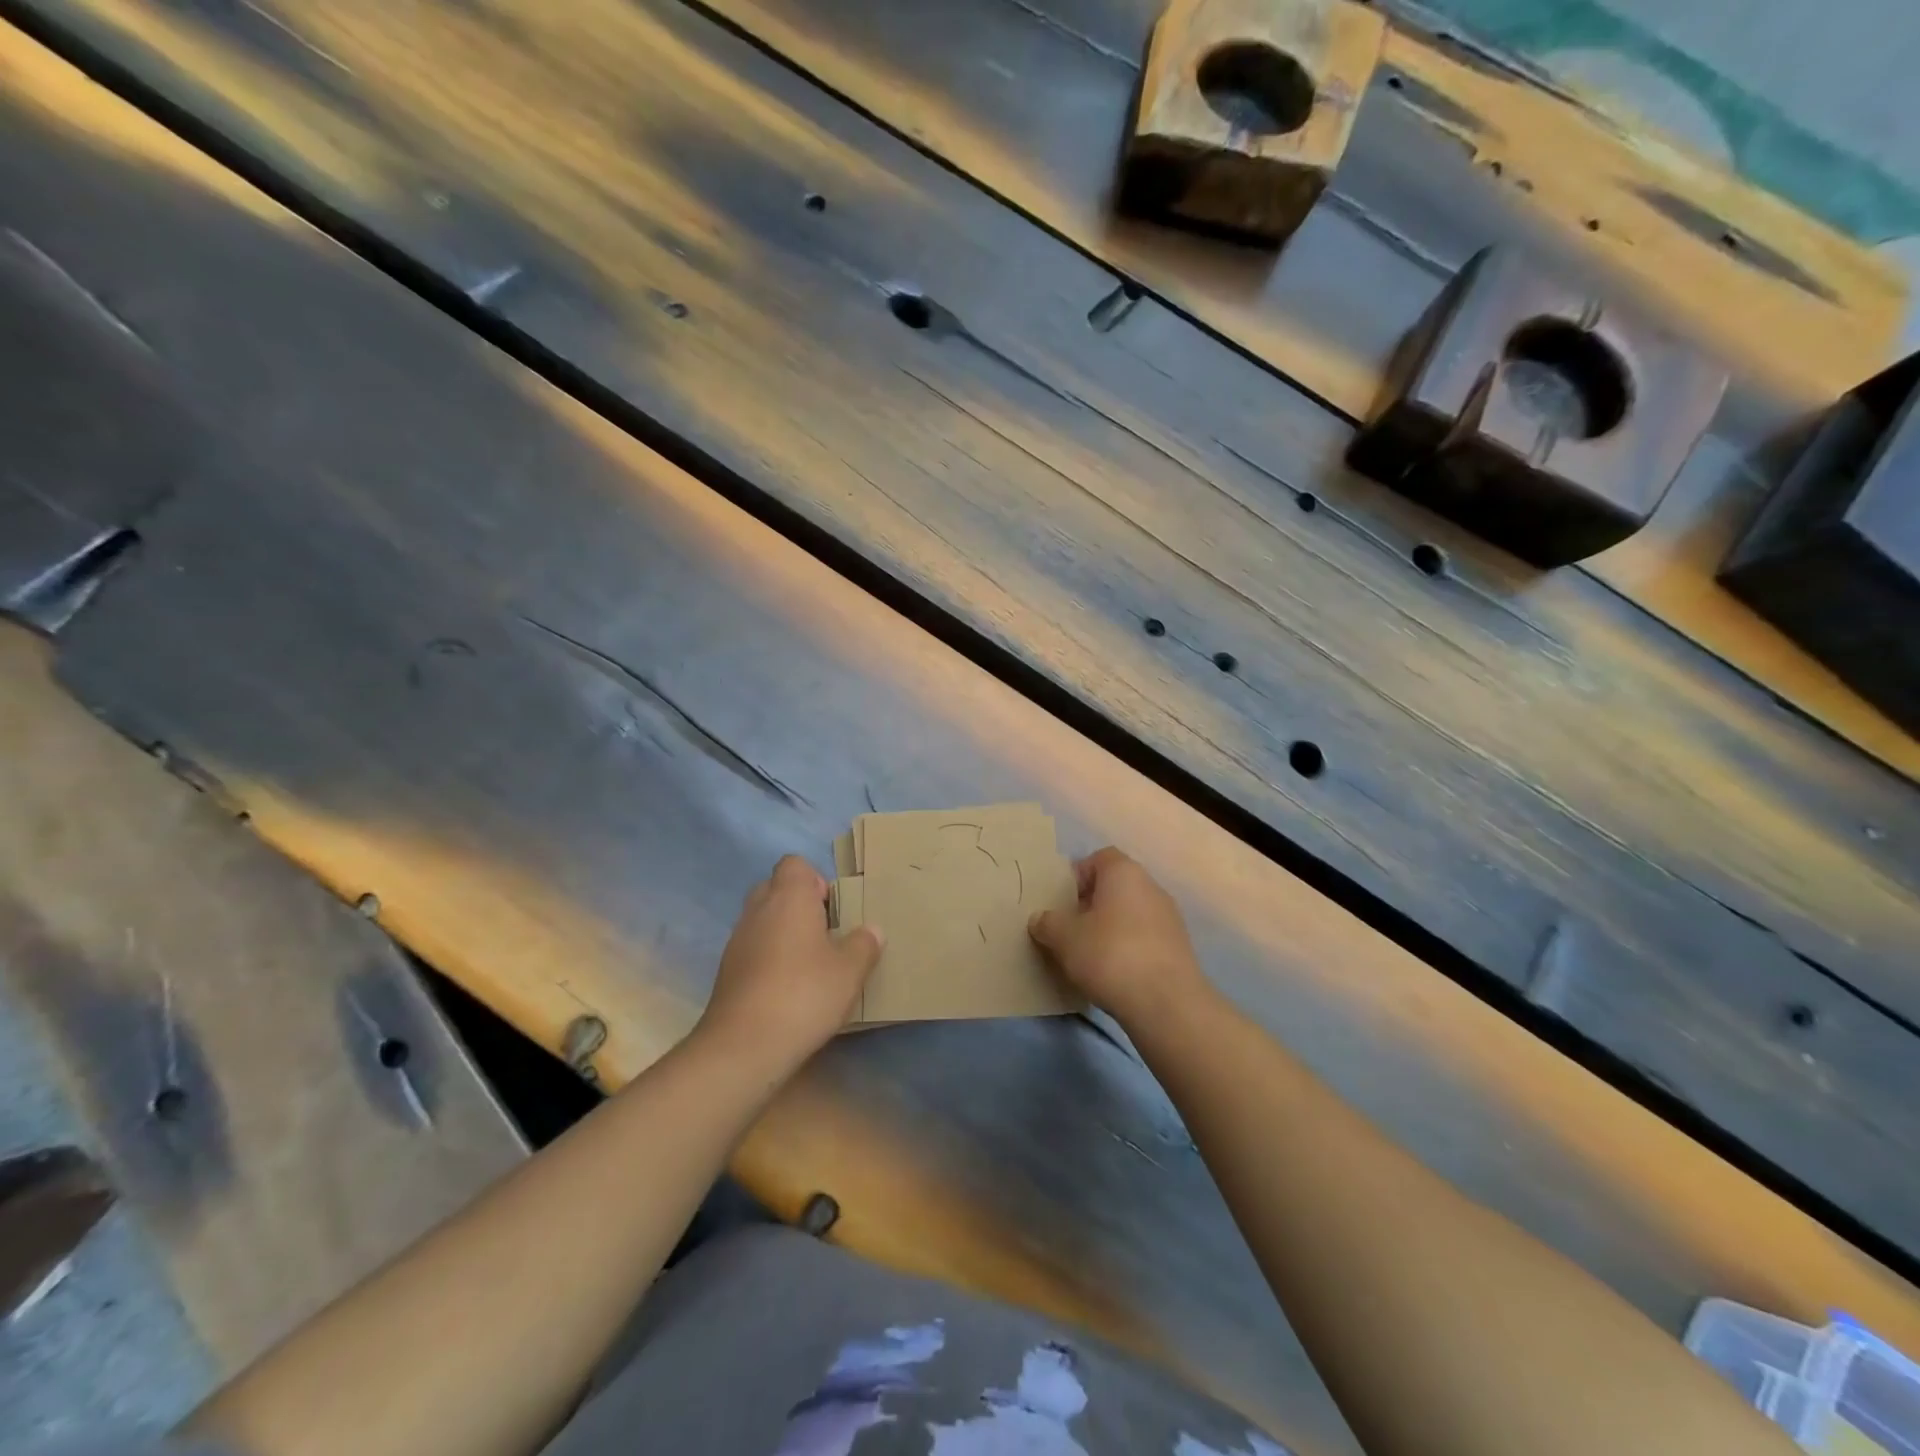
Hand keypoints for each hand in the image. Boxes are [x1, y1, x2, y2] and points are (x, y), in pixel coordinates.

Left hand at [696, 856, 883, 1074]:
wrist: (743, 1045)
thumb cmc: (804, 994)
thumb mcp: (850, 971)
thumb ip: (864, 945)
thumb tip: (872, 930)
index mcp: (789, 897)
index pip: (794, 864)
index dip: (815, 880)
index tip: (833, 909)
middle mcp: (758, 910)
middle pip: (776, 889)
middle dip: (798, 905)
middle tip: (825, 934)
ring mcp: (737, 941)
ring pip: (762, 920)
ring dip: (783, 933)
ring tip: (810, 964)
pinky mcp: (726, 971)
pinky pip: (752, 949)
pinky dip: (768, 958)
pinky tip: (788, 988)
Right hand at [1028, 847, 1208, 1027]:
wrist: (1166, 1003)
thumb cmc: (1110, 955)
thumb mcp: (1064, 938)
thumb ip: (1048, 923)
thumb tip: (1041, 919)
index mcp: (1124, 872)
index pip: (1099, 858)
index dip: (1077, 876)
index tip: (1061, 901)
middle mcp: (1151, 887)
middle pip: (1115, 886)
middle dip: (1091, 904)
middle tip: (1069, 929)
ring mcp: (1170, 918)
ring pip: (1130, 914)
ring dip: (1110, 928)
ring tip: (1089, 955)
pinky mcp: (1179, 948)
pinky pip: (1144, 938)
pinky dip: (1128, 948)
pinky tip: (1114, 973)